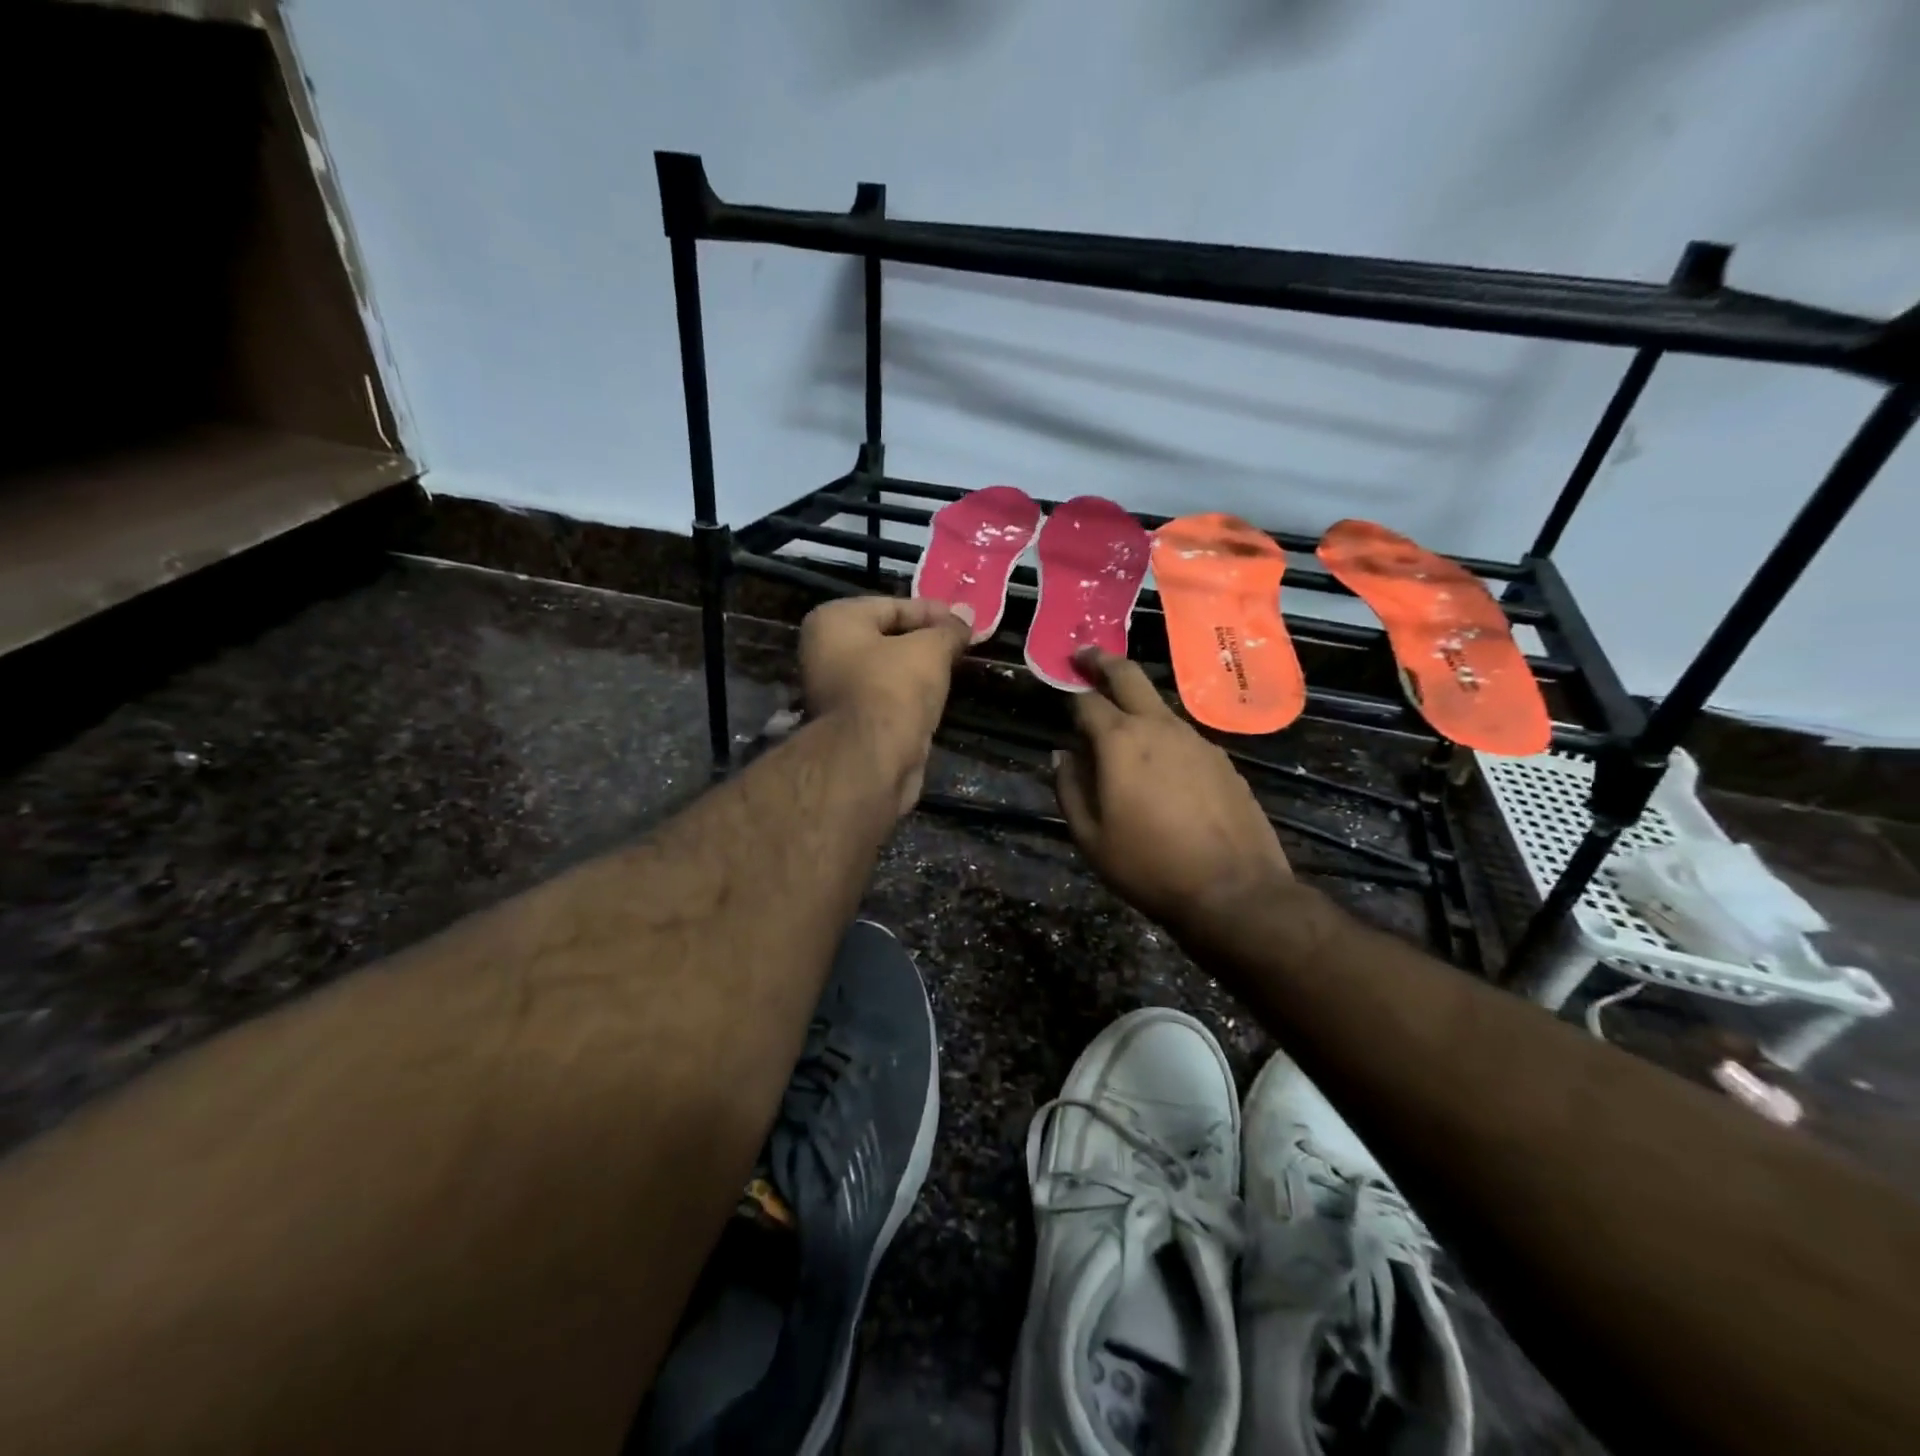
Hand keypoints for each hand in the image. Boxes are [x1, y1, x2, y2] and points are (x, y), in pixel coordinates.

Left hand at [800, 595, 974, 814]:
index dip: (932, 612)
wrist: (871, 760)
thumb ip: (949, 630)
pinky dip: (910, 698)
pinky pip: (887, 699)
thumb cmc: (894, 688)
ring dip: (919, 672)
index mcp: (833, 621)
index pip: (892, 606)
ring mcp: (834, 690)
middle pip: (888, 638)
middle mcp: (825, 652)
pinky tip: (938, 699)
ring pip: (888, 672)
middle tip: (964, 644)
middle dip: (926, 642)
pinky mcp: (850, 724)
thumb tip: (967, 616)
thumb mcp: (930, 649)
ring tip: (957, 669)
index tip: (965, 621)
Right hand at [1053, 648, 1292, 934]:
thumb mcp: (1091, 837)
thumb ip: (1069, 788)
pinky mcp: (1222, 759)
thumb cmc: (1149, 867)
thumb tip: (1061, 755)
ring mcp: (1197, 739)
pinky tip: (1161, 767)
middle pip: (1129, 676)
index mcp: (1121, 741)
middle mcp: (1159, 727)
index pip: (1086, 701)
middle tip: (1085, 655)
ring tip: (1120, 725)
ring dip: (1135, 703)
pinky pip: (1183, 735)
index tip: (1060, 686)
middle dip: (1102, 661)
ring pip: (1158, 706)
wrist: (1235, 891)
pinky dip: (1163, 736)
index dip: (1069, 693)